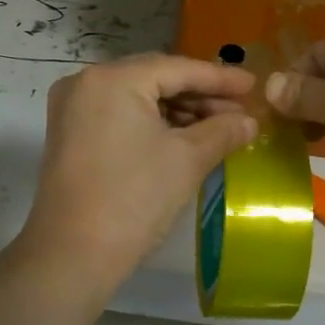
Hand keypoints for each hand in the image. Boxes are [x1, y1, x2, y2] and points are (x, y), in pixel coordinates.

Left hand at [13, 54, 257, 305]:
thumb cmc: (134, 200)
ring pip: (138, 97)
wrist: (72, 256)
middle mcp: (87, 82)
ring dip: (179, 110)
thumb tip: (250, 121)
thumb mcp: (187, 160)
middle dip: (200, 94)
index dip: (220, 78)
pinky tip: (185, 136)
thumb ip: (222, 131)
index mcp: (113, 79)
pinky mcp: (71, 133)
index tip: (253, 84)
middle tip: (240, 109)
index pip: (177, 68)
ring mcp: (73, 108)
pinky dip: (153, 122)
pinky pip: (121, 114)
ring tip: (219, 127)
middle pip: (156, 78)